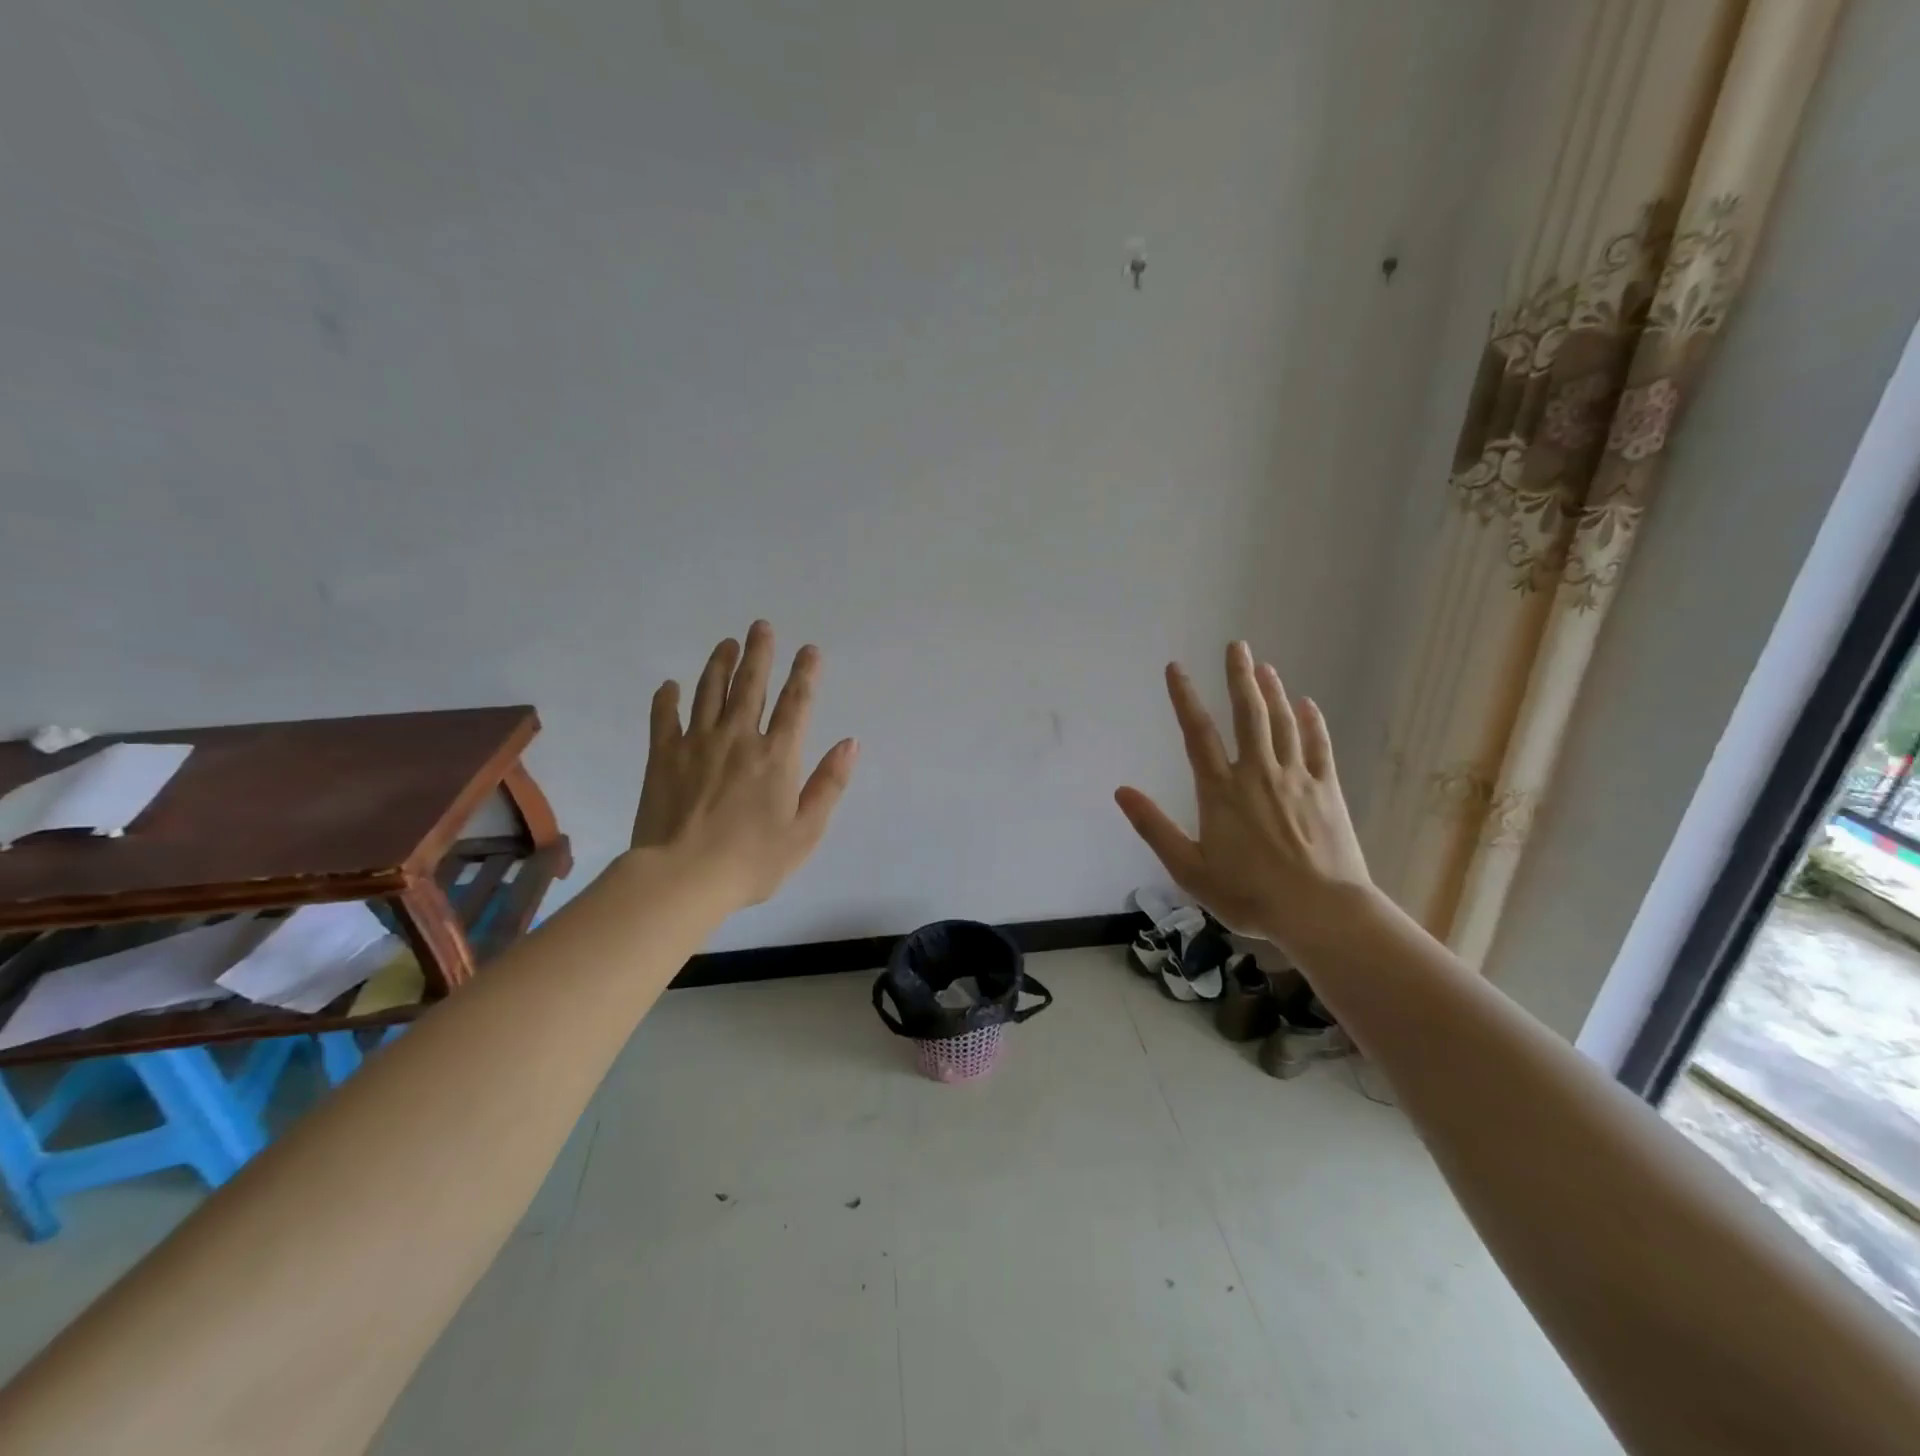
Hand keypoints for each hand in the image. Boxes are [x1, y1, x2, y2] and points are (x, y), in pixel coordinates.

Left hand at [629, 620, 857, 907]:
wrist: (683, 877)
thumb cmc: (752, 860)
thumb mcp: (806, 831)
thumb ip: (829, 784)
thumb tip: (851, 743)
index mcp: (777, 755)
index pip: (796, 704)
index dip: (805, 674)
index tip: (810, 649)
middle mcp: (739, 738)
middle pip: (751, 685)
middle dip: (759, 654)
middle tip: (761, 626)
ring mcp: (697, 743)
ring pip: (710, 692)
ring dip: (719, 664)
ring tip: (726, 643)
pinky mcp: (663, 756)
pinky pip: (665, 718)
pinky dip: (667, 699)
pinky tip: (670, 685)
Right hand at [1115, 641, 1371, 954]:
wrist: (1320, 912)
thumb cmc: (1249, 894)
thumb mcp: (1189, 869)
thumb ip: (1154, 828)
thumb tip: (1121, 791)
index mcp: (1221, 791)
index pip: (1198, 733)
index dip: (1184, 698)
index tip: (1175, 667)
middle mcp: (1258, 773)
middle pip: (1248, 714)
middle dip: (1240, 677)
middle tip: (1237, 645)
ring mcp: (1296, 778)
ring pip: (1283, 724)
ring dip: (1272, 692)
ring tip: (1264, 667)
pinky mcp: (1328, 790)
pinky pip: (1319, 747)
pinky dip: (1312, 723)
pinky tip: (1308, 705)